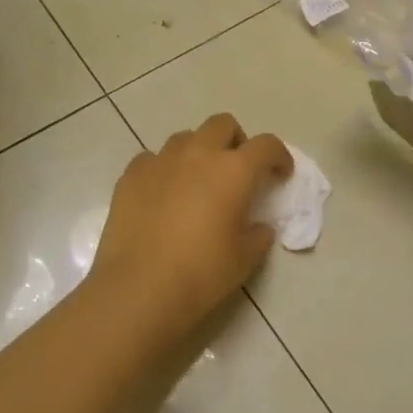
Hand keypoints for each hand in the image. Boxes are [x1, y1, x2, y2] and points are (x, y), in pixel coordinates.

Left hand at [86, 113, 292, 347]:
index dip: (279, 156)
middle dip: (235, 141)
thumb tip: (257, 226)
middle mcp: (198, 154)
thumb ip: (258, 234)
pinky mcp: (131, 175)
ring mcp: (161, 160)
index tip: (280, 174)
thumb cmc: (202, 273)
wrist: (139, 288)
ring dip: (198, 153)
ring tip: (197, 183)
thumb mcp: (245, 258)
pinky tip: (162, 196)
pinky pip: (152, 159)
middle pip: (222, 125)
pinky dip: (164, 170)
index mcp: (234, 170)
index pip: (267, 145)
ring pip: (186, 138)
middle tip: (236, 171)